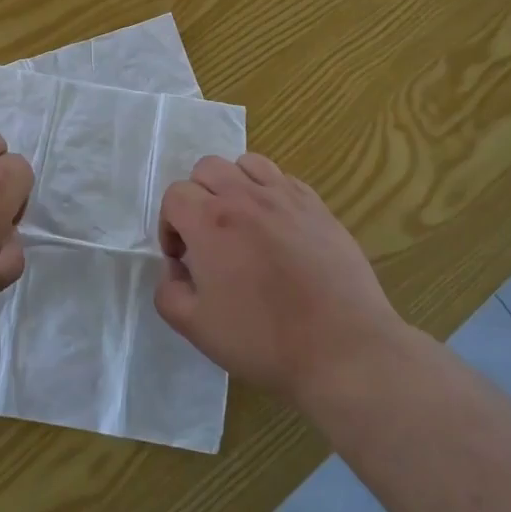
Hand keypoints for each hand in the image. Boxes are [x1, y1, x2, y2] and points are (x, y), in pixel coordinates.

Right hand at [155, 153, 401, 404]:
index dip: (170, 225)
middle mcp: (244, 196)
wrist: (342, 348)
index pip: (175, 195)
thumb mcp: (195, 326)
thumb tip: (176, 268)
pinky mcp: (317, 206)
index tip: (182, 258)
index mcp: (209, 221)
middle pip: (207, 168)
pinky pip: (283, 178)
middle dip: (197, 197)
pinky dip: (269, 192)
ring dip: (234, 185)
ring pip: (246, 163)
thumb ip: (168, 291)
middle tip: (207, 238)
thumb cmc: (263, 338)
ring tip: (241, 222)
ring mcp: (285, 197)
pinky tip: (277, 227)